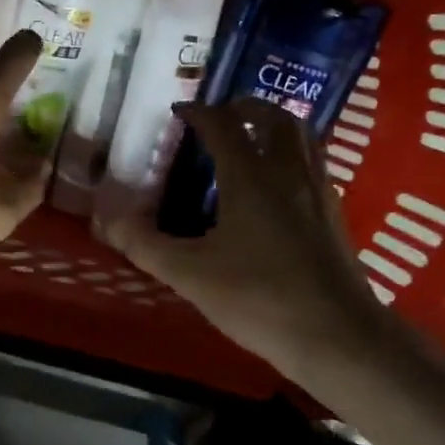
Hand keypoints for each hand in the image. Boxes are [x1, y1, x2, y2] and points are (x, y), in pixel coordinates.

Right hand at [97, 99, 396, 383]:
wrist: (337, 337)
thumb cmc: (259, 299)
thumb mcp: (190, 275)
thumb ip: (145, 245)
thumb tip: (107, 220)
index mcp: (252, 178)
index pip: (224, 126)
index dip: (200, 113)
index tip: (180, 111)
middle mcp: (289, 173)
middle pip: (275, 119)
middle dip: (247, 107)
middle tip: (223, 115)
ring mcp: (318, 193)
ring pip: (303, 138)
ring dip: (276, 126)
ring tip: (252, 138)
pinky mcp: (334, 216)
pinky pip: (314, 164)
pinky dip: (292, 155)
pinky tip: (278, 185)